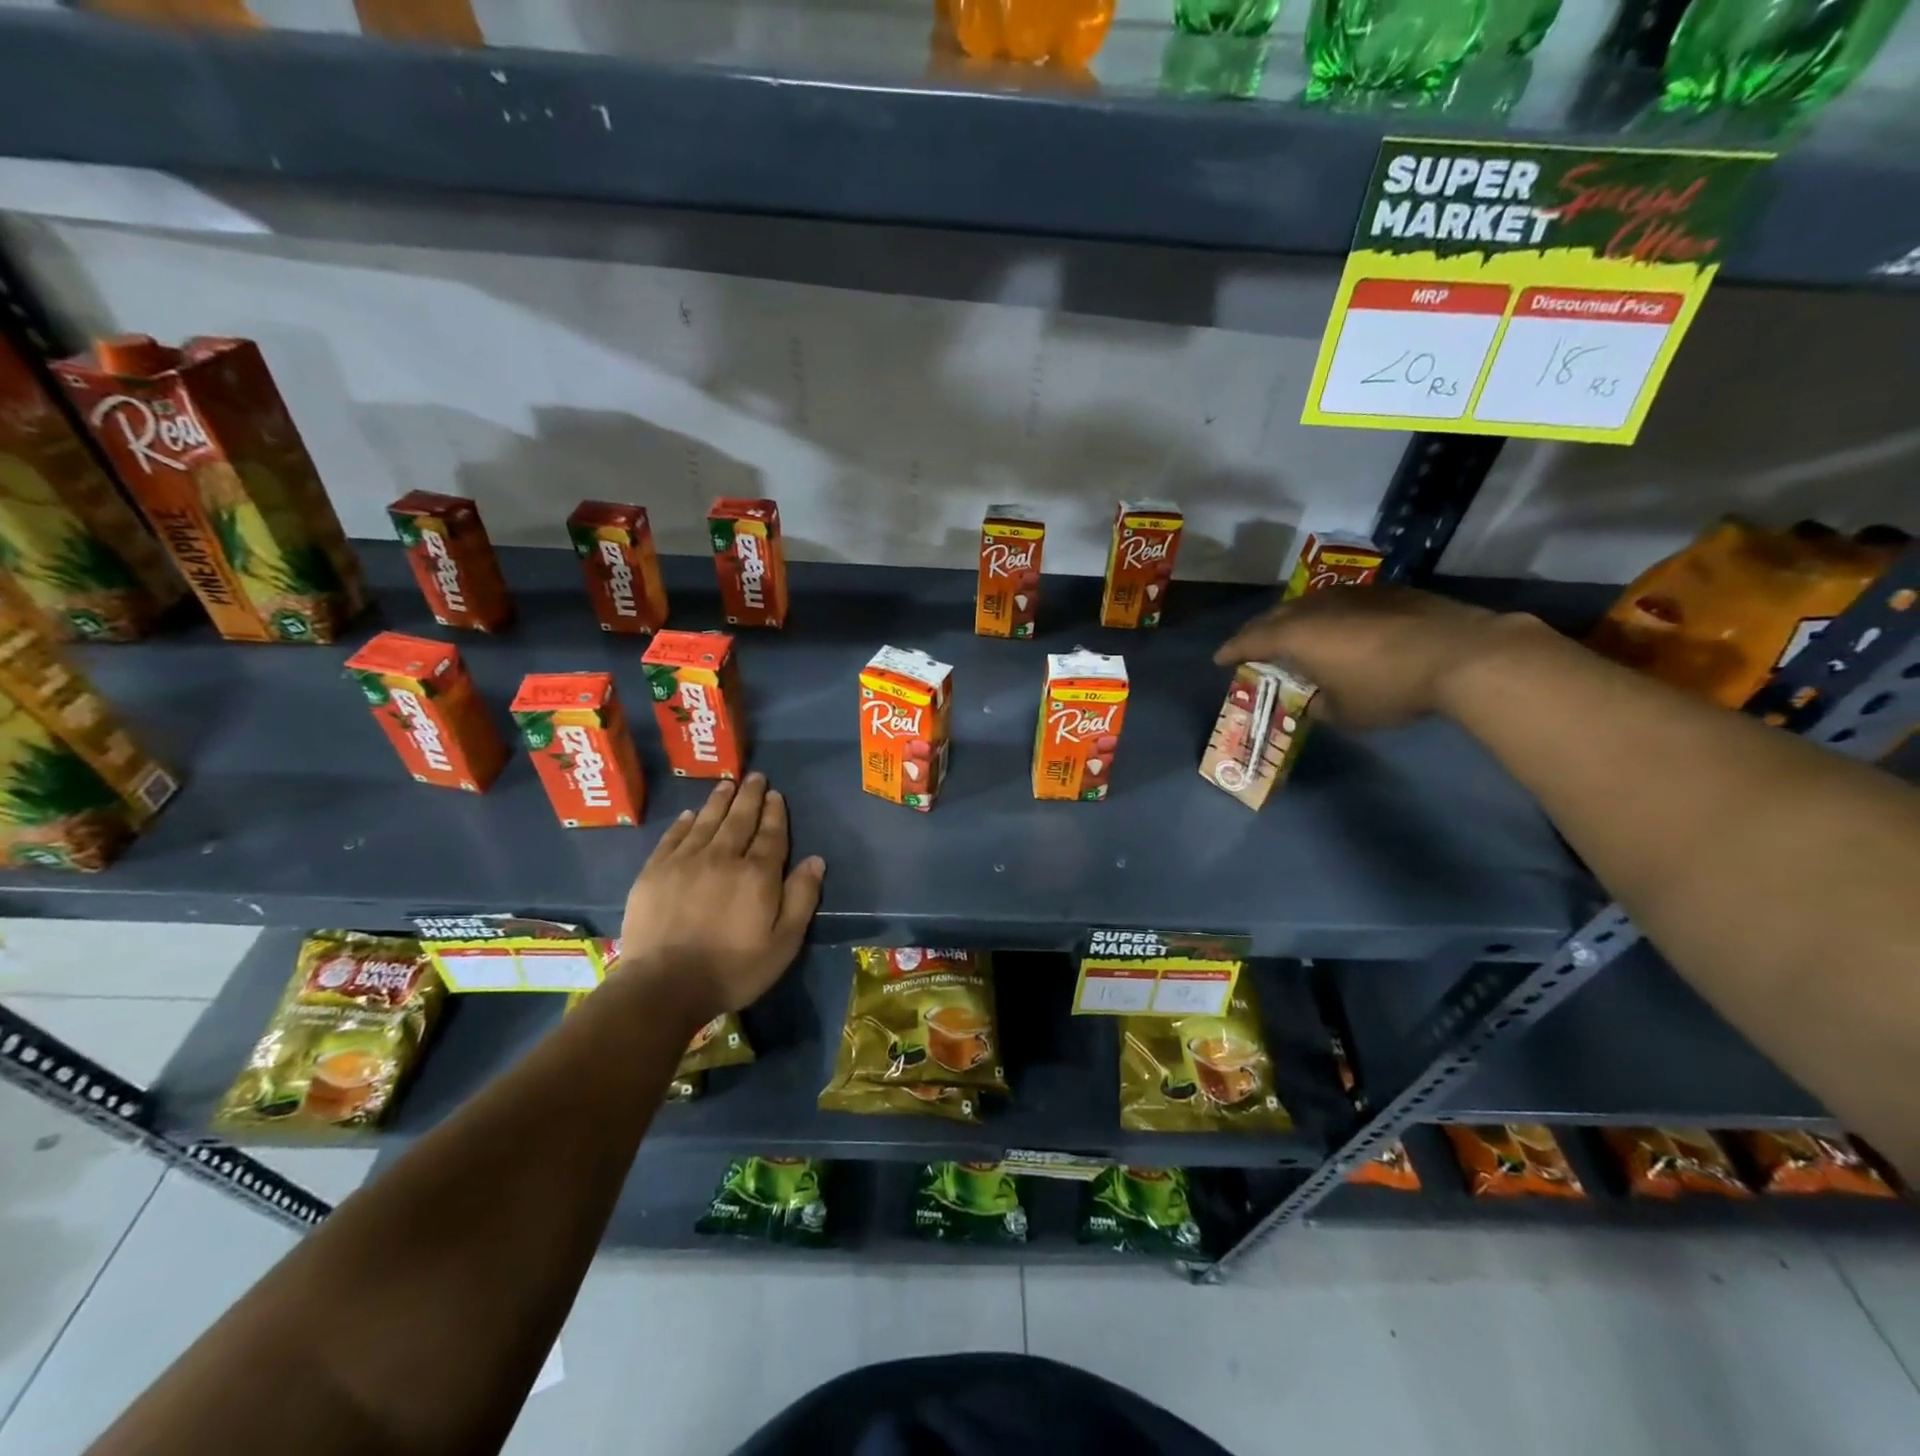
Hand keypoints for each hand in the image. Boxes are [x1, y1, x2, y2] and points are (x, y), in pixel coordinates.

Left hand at [618, 774, 824, 1016]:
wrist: (664, 986)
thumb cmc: (733, 969)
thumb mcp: (783, 943)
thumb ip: (801, 898)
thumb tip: (815, 860)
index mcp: (757, 874)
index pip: (770, 834)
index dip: (775, 813)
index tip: (776, 795)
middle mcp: (722, 857)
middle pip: (739, 819)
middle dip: (749, 796)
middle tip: (755, 777)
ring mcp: (685, 862)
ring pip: (706, 821)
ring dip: (719, 801)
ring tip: (727, 784)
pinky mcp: (654, 872)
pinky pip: (673, 837)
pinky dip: (685, 822)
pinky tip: (691, 814)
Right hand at [1214, 586, 1506, 729]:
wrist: (1463, 655)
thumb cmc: (1389, 687)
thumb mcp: (1345, 712)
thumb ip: (1319, 704)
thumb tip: (1317, 699)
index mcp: (1297, 635)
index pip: (1250, 640)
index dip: (1231, 650)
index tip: (1219, 659)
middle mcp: (1317, 608)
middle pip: (1275, 615)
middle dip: (1258, 631)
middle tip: (1251, 646)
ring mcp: (1353, 595)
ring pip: (1309, 604)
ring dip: (1294, 620)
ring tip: (1293, 636)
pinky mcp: (1387, 592)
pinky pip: (1342, 602)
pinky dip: (1329, 616)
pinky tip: (1341, 630)